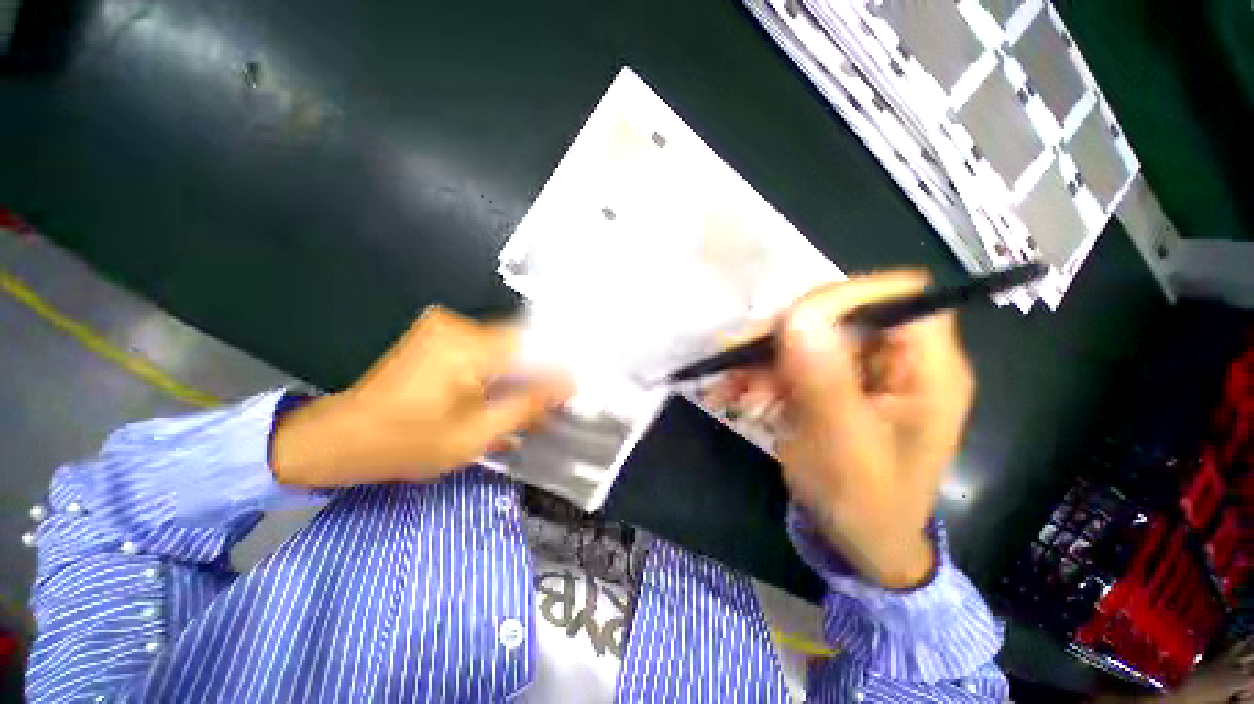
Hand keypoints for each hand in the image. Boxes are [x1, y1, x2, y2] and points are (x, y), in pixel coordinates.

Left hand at [271, 306, 573, 487]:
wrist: (337, 439)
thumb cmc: (404, 444)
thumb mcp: (475, 435)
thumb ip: (526, 407)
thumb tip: (564, 390)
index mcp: (466, 348)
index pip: (532, 348)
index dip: (557, 371)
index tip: (573, 393)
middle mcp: (457, 327)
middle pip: (519, 345)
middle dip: (540, 375)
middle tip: (553, 403)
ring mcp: (444, 329)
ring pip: (504, 349)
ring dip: (520, 376)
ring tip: (532, 406)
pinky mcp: (438, 337)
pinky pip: (485, 351)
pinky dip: (500, 374)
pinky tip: (505, 398)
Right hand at [710, 271, 973, 588]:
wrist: (858, 541)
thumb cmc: (864, 504)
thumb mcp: (842, 446)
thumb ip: (823, 380)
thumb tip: (799, 317)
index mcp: (927, 371)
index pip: (901, 299)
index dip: (845, 297)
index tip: (787, 321)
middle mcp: (896, 361)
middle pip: (841, 315)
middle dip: (784, 336)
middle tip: (739, 358)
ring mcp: (860, 372)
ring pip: (806, 338)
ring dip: (762, 359)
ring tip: (730, 388)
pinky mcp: (832, 383)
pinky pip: (792, 362)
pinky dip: (760, 375)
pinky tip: (734, 393)